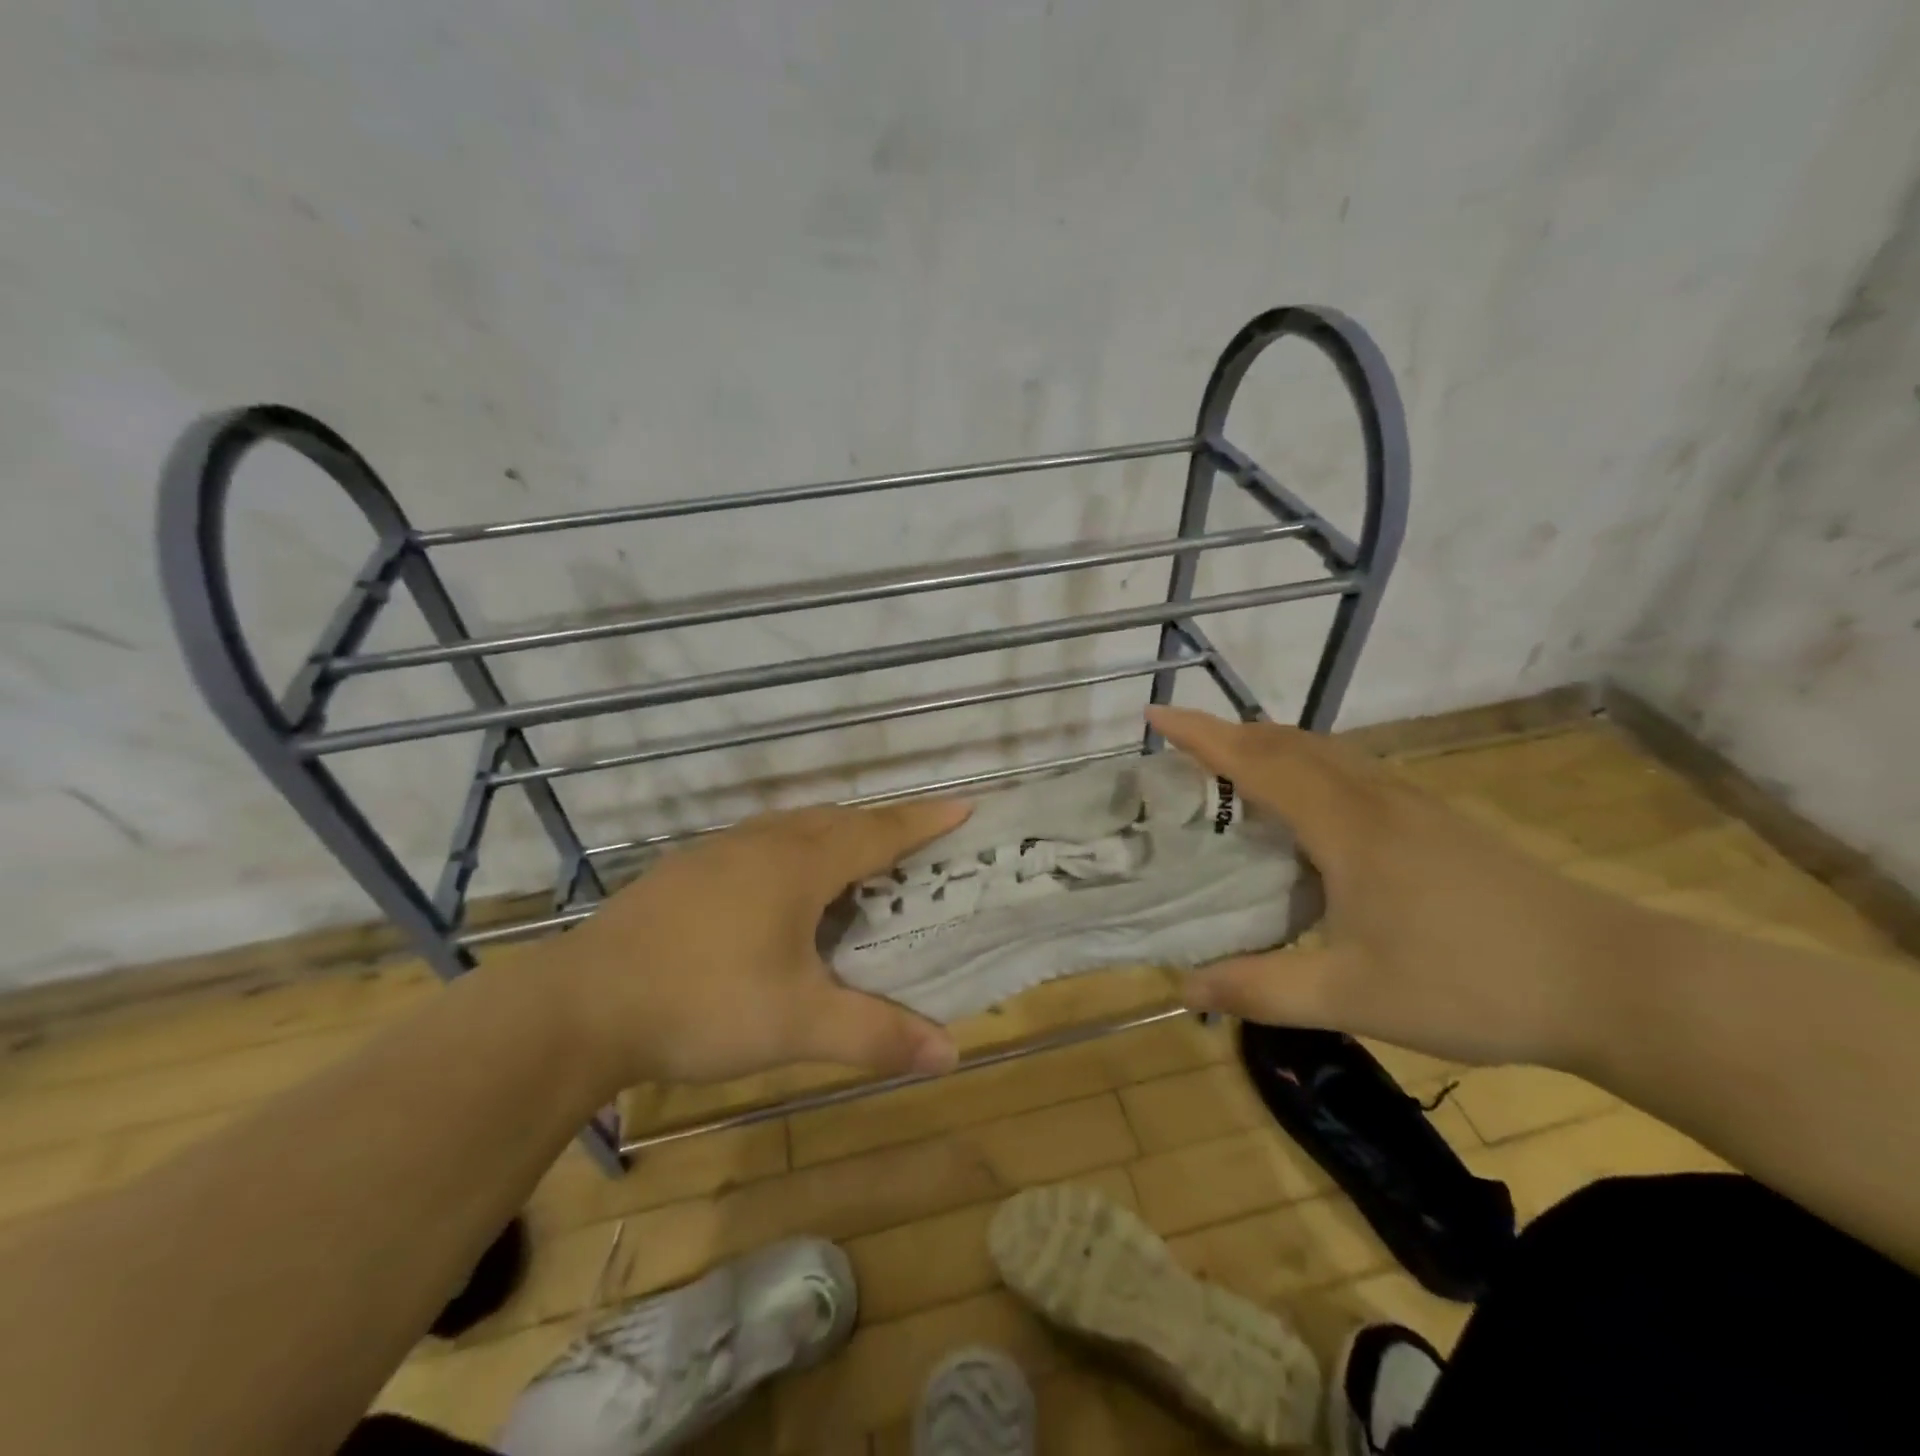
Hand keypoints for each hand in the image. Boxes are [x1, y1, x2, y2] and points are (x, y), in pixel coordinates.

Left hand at [545, 800, 969, 1088]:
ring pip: (794, 825)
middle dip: (882, 825)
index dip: (923, 821)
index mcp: (799, 865)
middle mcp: (763, 843)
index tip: (963, 806)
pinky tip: (780, 883)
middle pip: (837, 820)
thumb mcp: (798, 1025)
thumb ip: (876, 1034)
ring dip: (834, 832)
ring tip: (855, 857)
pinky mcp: (686, 869)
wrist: (583, 1004)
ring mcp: (718, 850)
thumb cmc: (704, 1003)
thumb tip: (950, 1053)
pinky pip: (760, 840)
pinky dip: (792, 847)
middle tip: (914, 842)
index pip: (878, 833)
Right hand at [1147, 706, 1642, 1068]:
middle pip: (1290, 743)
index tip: (1154, 716)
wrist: (1614, 981)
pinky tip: (1314, 813)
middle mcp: (1375, 800)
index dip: (1200, 736)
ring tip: (1237, 770)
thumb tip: (1183, 987)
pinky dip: (1311, 768)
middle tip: (1185, 747)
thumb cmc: (1473, 984)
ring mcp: (1414, 806)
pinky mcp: (1439, 823)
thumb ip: (1262, 989)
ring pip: (1327, 753)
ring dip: (1273, 747)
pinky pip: (1354, 773)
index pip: (1256, 763)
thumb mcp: (1352, 997)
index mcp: (1345, 827)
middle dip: (1231, 735)